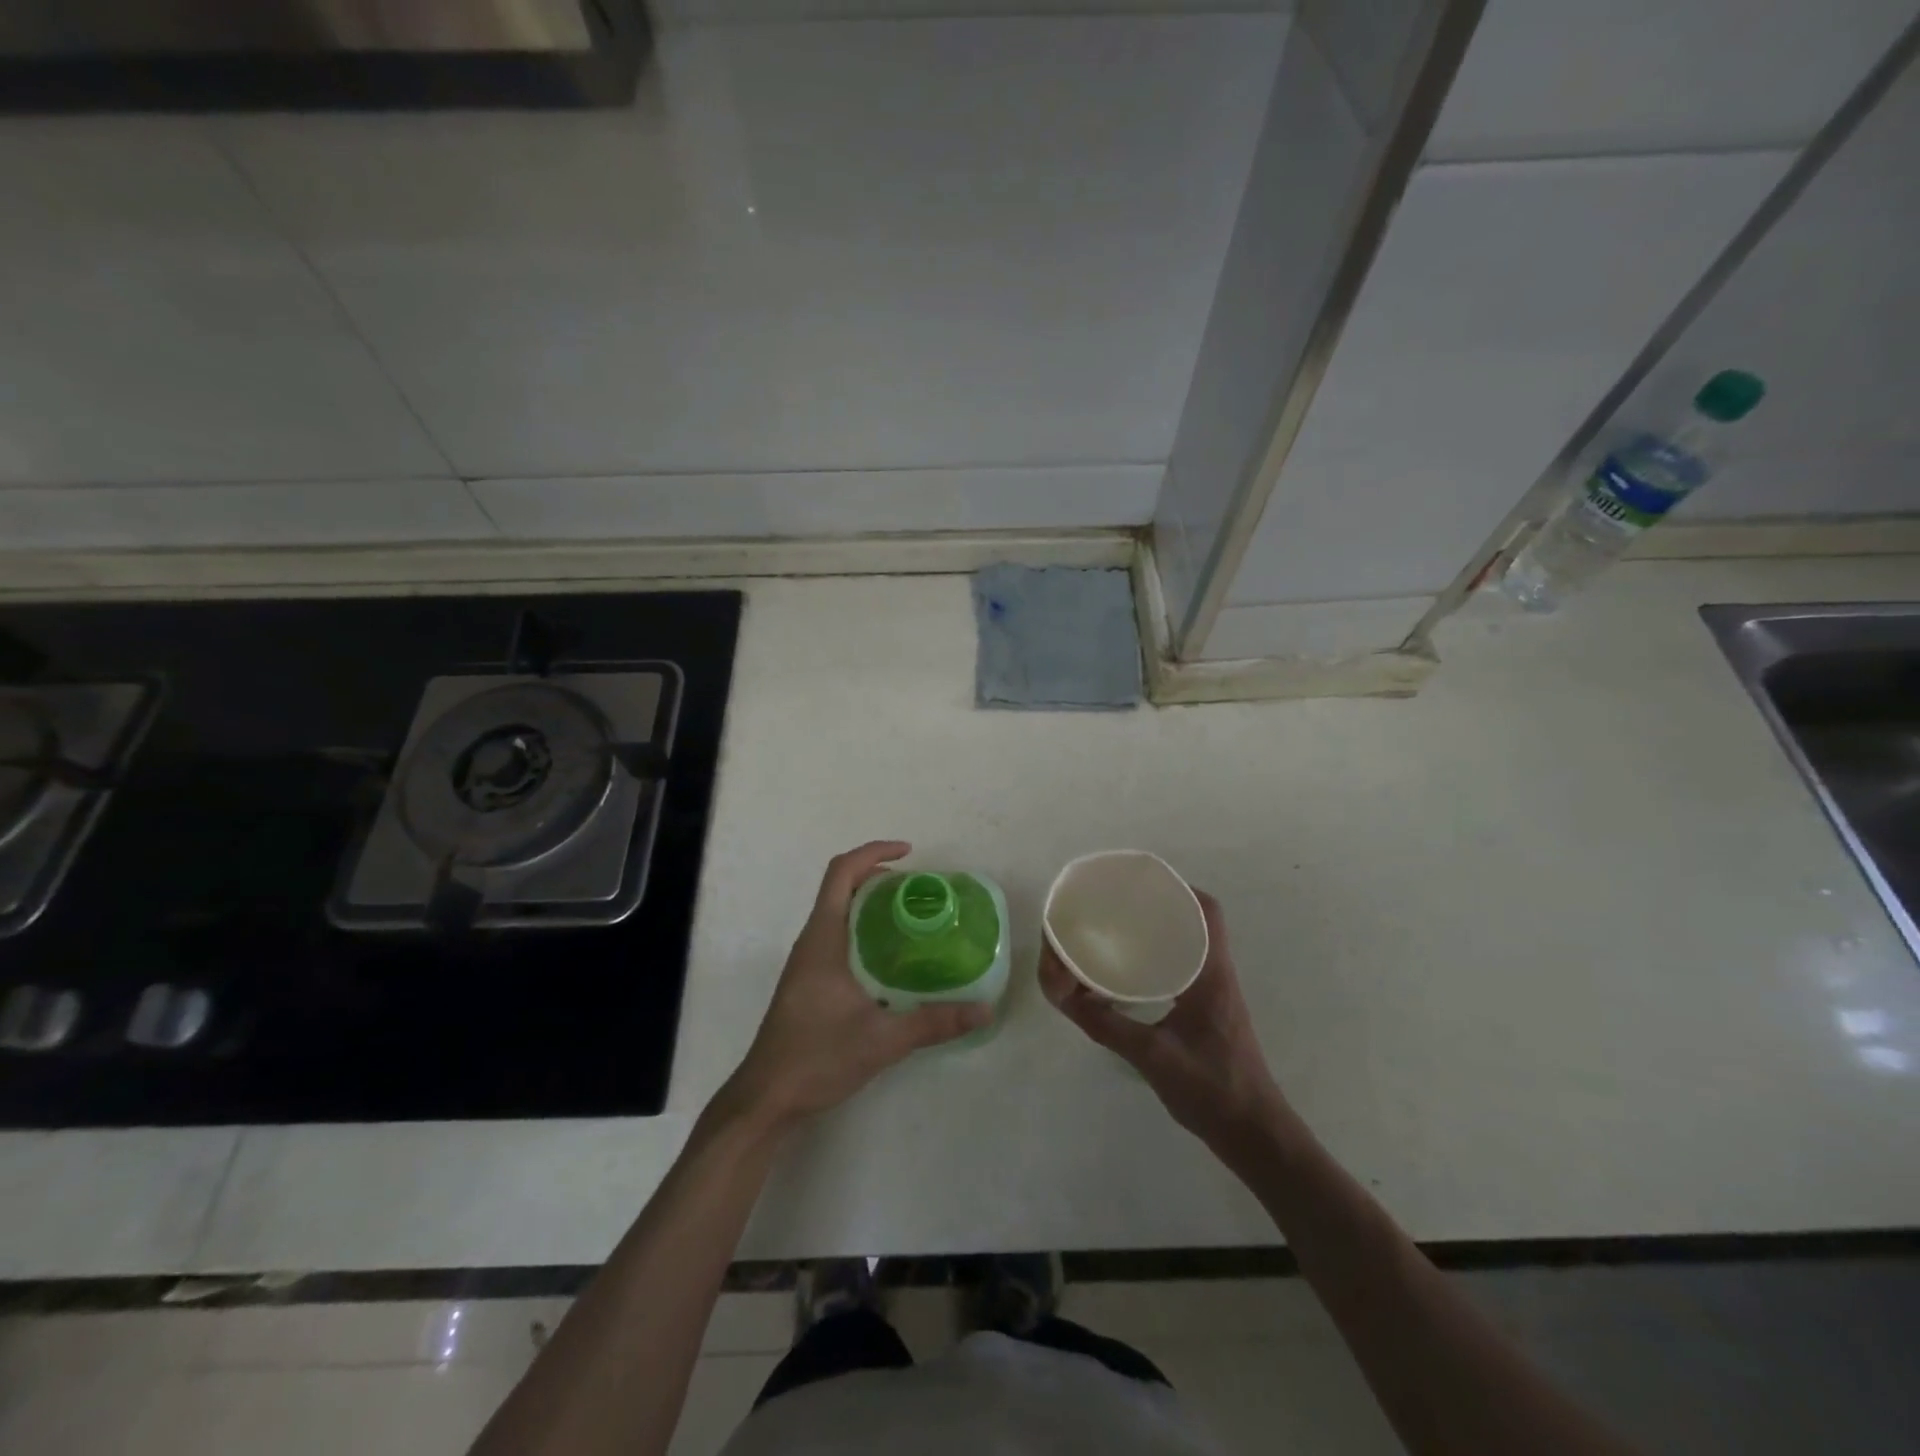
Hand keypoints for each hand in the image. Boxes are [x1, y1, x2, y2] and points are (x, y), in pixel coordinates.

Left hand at [724, 841, 990, 1130]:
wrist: (767, 1098)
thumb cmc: (816, 1056)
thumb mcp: (882, 1039)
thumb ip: (934, 1022)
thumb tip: (985, 1010)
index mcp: (823, 937)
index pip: (841, 873)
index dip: (874, 852)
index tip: (910, 854)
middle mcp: (812, 941)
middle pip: (842, 888)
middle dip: (880, 877)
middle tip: (921, 891)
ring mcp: (808, 962)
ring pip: (840, 914)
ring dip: (873, 905)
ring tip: (915, 919)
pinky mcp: (810, 982)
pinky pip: (839, 938)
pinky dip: (866, 932)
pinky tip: (894, 960)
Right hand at [1040, 889, 1283, 1147]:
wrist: (1255, 1135)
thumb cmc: (1212, 1089)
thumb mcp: (1152, 1056)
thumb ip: (1107, 1026)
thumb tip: (1065, 996)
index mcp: (1212, 974)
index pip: (1208, 912)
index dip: (1179, 889)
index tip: (1142, 885)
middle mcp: (1217, 975)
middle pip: (1196, 921)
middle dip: (1159, 906)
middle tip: (1119, 906)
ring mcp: (1216, 994)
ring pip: (1190, 945)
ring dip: (1159, 932)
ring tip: (1119, 931)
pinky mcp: (1209, 1013)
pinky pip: (1184, 968)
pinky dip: (1158, 959)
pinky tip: (1131, 973)